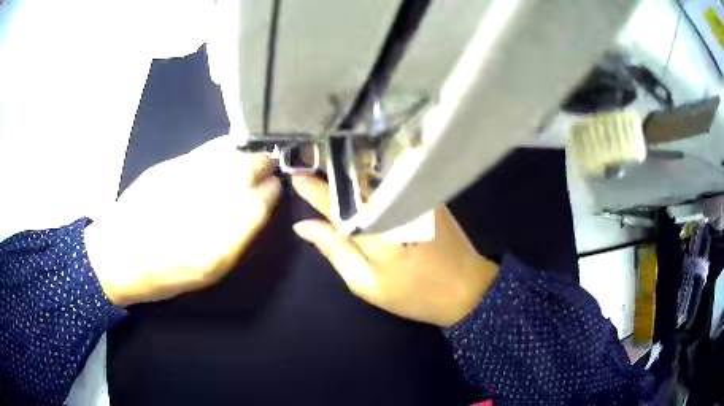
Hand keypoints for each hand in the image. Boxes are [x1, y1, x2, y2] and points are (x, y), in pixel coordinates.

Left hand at [84, 137, 280, 305]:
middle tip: (269, 165)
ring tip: (253, 156)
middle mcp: (203, 206)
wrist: (119, 255)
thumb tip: (257, 207)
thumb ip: (236, 239)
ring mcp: (185, 180)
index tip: (276, 186)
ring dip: (246, 153)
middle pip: (246, 172)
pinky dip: (224, 147)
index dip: (271, 192)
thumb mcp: (208, 271)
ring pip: (228, 156)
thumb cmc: (165, 273)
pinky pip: (206, 150)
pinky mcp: (170, 167)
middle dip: (263, 165)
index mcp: (217, 243)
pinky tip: (229, 150)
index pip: (257, 204)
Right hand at [291, 175, 498, 326]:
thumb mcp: (366, 284)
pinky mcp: (428, 193)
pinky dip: (373, 171)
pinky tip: (361, 168)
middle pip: (354, 179)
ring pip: (374, 174)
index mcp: (375, 232)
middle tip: (308, 157)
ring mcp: (414, 195)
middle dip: (329, 167)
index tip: (293, 175)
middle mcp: (394, 205)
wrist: (466, 288)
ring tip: (329, 161)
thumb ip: (334, 250)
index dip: (312, 188)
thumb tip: (303, 226)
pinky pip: (393, 177)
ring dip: (350, 167)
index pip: (334, 201)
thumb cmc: (412, 294)